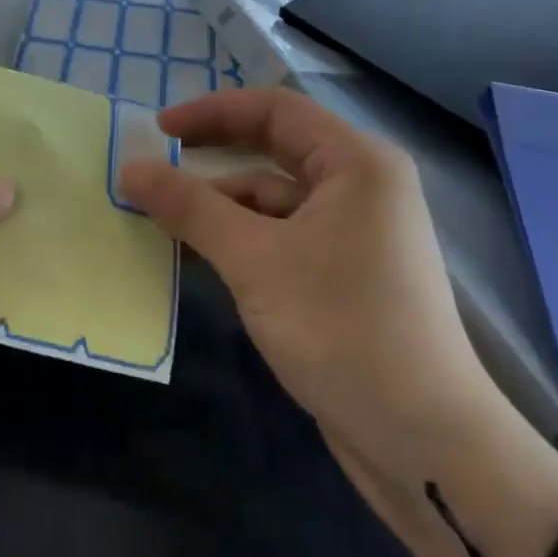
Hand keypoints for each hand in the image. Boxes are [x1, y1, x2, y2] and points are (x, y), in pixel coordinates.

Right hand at [119, 89, 507, 492]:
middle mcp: (360, 185)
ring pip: (273, 199)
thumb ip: (190, 208)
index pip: (275, 109)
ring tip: (160, 220)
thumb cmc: (344, 330)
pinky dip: (239, 239)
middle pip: (272, 150)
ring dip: (219, 206)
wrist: (427, 447)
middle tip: (153, 169)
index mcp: (356, 162)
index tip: (158, 131)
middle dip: (211, 159)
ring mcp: (355, 232)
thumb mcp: (255, 261)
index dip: (212, 112)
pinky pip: (281, 236)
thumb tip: (130, 169)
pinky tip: (196, 257)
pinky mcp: (345, 274)